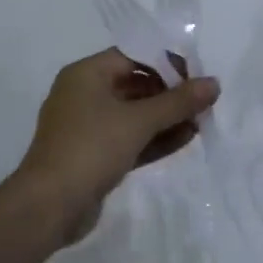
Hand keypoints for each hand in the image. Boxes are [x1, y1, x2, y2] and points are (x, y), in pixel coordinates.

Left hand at [12, 49, 219, 239]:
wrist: (48, 207)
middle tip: (204, 103)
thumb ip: (178, 101)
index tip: (197, 77)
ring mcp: (87, 127)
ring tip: (201, 123)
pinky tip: (185, 139)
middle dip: (171, 94)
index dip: (167, 63)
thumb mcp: (139, 121)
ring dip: (166, 118)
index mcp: (86, 74)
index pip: (133, 56)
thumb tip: (214, 83)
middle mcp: (84, 94)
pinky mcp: (94, 155)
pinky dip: (154, 138)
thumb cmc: (91, 148)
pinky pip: (129, 138)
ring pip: (134, 114)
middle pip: (135, 84)